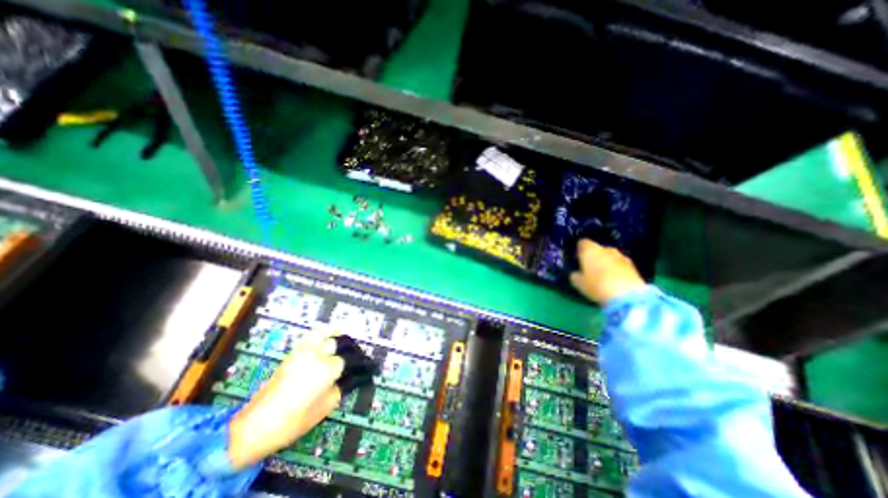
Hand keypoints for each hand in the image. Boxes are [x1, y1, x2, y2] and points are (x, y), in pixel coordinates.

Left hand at [226, 328, 342, 469]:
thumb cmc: (293, 422)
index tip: (362, 371)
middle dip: (348, 349)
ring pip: (325, 333)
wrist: (254, 427)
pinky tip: (330, 335)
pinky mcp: (292, 353)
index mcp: (325, 370)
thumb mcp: (324, 408)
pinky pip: (312, 336)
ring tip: (347, 337)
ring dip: (337, 334)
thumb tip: (350, 378)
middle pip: (338, 344)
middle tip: (354, 358)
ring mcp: (302, 352)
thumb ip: (340, 389)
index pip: (346, 361)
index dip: (355, 367)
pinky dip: (323, 332)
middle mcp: (316, 355)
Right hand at [569, 240, 645, 304]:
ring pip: (609, 257)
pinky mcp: (633, 266)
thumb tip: (575, 273)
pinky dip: (616, 270)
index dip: (579, 250)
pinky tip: (614, 281)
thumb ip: (575, 275)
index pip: (582, 243)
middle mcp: (605, 248)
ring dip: (606, 263)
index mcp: (589, 249)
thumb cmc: (596, 285)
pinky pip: (620, 265)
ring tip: (602, 276)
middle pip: (597, 249)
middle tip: (589, 269)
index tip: (577, 259)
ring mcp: (621, 256)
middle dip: (594, 257)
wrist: (627, 296)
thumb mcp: (578, 283)